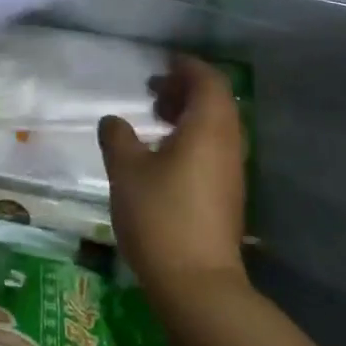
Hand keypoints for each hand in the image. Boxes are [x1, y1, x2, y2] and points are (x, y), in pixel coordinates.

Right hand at [98, 55, 247, 301]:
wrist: (197, 282)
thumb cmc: (160, 215)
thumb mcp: (126, 170)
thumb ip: (118, 137)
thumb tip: (114, 121)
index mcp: (208, 128)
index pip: (208, 81)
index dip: (186, 66)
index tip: (162, 63)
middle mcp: (228, 143)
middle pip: (216, 101)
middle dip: (185, 89)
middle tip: (153, 91)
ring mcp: (231, 171)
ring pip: (216, 126)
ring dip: (188, 114)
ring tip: (155, 120)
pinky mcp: (228, 194)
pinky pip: (214, 148)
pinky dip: (192, 137)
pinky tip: (164, 156)